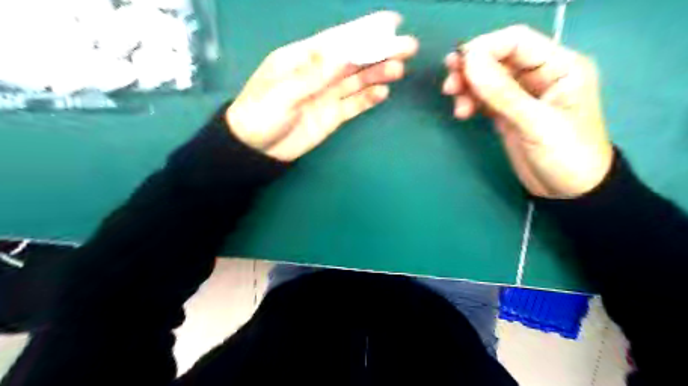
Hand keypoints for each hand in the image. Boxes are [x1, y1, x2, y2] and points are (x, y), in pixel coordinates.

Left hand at [228, 10, 416, 160]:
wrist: (256, 150)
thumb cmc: (260, 115)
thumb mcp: (281, 93)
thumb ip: (312, 74)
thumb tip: (341, 52)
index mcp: (302, 59)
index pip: (337, 40)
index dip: (364, 31)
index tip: (390, 22)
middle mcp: (319, 73)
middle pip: (353, 59)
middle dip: (379, 51)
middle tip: (408, 46)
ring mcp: (327, 95)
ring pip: (357, 81)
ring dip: (378, 74)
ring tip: (399, 69)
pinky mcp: (332, 115)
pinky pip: (353, 105)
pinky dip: (368, 99)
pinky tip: (382, 93)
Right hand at [444, 24, 614, 196]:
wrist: (569, 191)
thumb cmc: (566, 155)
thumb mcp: (536, 124)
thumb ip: (502, 93)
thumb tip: (469, 61)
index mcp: (559, 66)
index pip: (516, 42)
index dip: (485, 48)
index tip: (458, 65)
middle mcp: (539, 75)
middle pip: (498, 58)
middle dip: (471, 69)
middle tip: (449, 86)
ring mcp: (521, 95)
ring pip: (487, 79)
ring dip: (467, 87)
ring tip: (456, 104)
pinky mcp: (508, 112)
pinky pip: (484, 98)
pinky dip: (470, 101)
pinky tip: (463, 112)